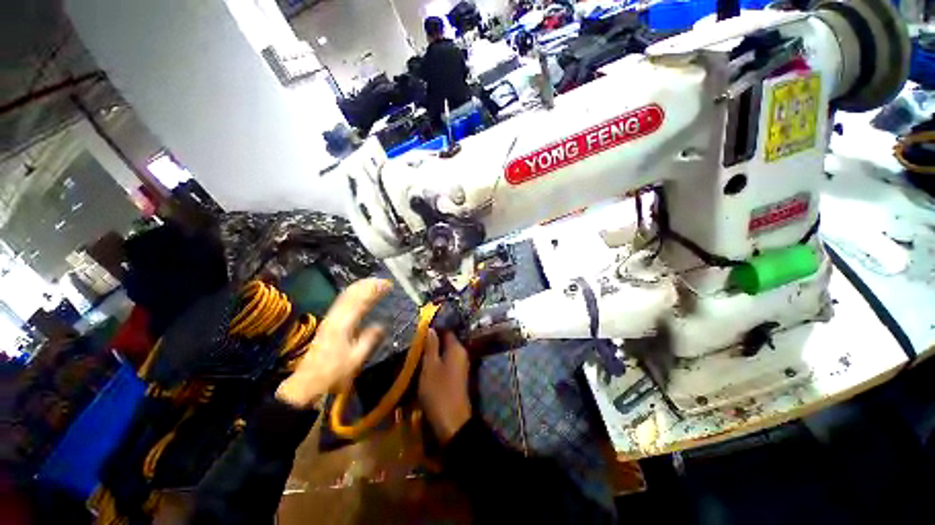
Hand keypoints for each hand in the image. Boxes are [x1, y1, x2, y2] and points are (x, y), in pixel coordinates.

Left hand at [276, 278, 391, 408]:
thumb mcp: (356, 359)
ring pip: (345, 296)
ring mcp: (330, 319)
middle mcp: (336, 317)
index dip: (375, 290)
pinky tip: (359, 295)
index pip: (361, 300)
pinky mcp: (328, 323)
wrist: (307, 384)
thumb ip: (370, 340)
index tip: (389, 285)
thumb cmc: (334, 373)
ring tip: (374, 283)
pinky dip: (353, 294)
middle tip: (383, 281)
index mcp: (344, 324)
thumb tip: (381, 325)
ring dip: (360, 287)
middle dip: (368, 284)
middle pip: (351, 293)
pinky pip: (342, 302)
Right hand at [419, 330, 471, 443]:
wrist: (452, 422)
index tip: (420, 330)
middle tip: (415, 343)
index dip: (434, 329)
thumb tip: (431, 328)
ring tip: (417, 354)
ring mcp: (460, 366)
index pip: (447, 330)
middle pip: (446, 342)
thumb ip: (431, 346)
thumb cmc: (439, 391)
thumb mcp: (430, 366)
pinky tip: (425, 367)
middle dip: (432, 341)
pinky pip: (446, 363)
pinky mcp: (457, 377)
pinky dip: (437, 363)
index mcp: (457, 348)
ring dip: (433, 353)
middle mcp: (462, 354)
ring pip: (445, 353)